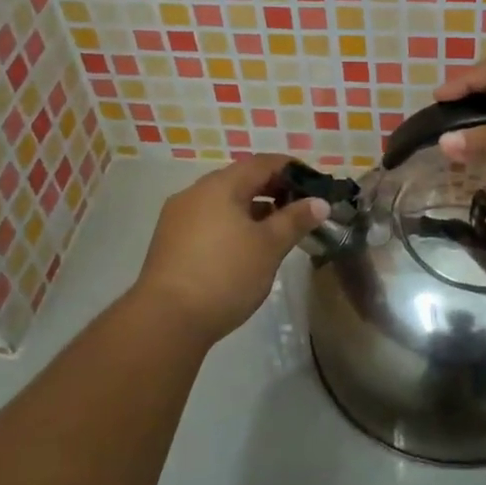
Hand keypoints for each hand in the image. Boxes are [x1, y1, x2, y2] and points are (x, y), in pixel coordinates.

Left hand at [132, 154, 329, 346]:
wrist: (165, 321)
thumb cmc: (225, 275)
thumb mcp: (269, 247)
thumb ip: (295, 220)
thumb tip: (320, 202)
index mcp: (221, 185)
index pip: (262, 163)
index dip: (291, 169)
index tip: (314, 184)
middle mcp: (195, 192)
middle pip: (241, 179)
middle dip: (272, 189)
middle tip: (299, 208)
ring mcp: (178, 217)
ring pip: (223, 202)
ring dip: (251, 209)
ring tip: (275, 230)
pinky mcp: (169, 241)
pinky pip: (208, 220)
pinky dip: (231, 224)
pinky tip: (244, 248)